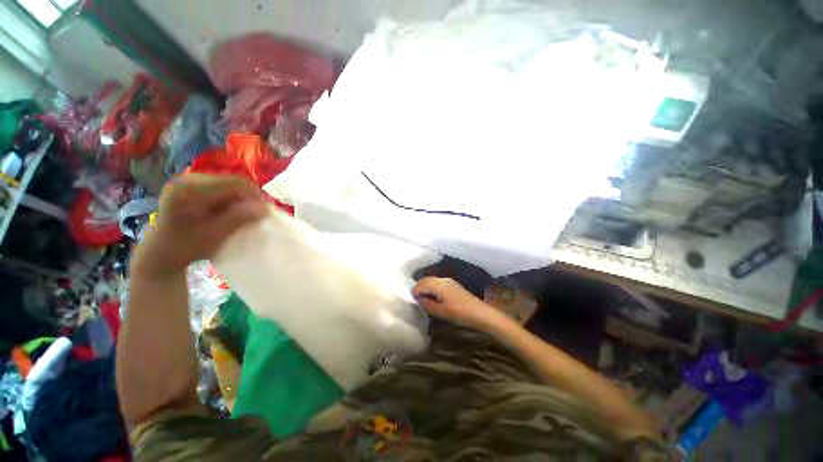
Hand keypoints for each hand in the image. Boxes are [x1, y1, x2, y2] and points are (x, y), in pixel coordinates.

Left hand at [132, 174, 269, 276]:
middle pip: (233, 182)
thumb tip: (266, 208)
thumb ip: (239, 218)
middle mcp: (190, 179)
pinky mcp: (192, 189)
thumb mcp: (214, 234)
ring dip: (241, 201)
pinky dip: (232, 202)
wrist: (159, 256)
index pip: (235, 183)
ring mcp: (190, 183)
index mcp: (192, 188)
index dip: (255, 196)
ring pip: (229, 186)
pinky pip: (221, 191)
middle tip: (257, 216)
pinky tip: (231, 214)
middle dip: (249, 199)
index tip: (266, 213)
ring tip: (245, 217)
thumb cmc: (184, 247)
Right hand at [413, 277, 505, 331]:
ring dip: (425, 287)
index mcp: (438, 285)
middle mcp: (442, 279)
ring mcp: (448, 281)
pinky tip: (432, 296)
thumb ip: (427, 304)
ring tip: (422, 298)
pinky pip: (437, 282)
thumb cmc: (459, 313)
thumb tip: (418, 299)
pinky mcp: (452, 284)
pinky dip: (431, 287)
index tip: (411, 299)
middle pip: (426, 280)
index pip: (421, 284)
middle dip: (419, 287)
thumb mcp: (441, 311)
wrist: (479, 313)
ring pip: (432, 280)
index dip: (415, 291)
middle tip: (414, 298)